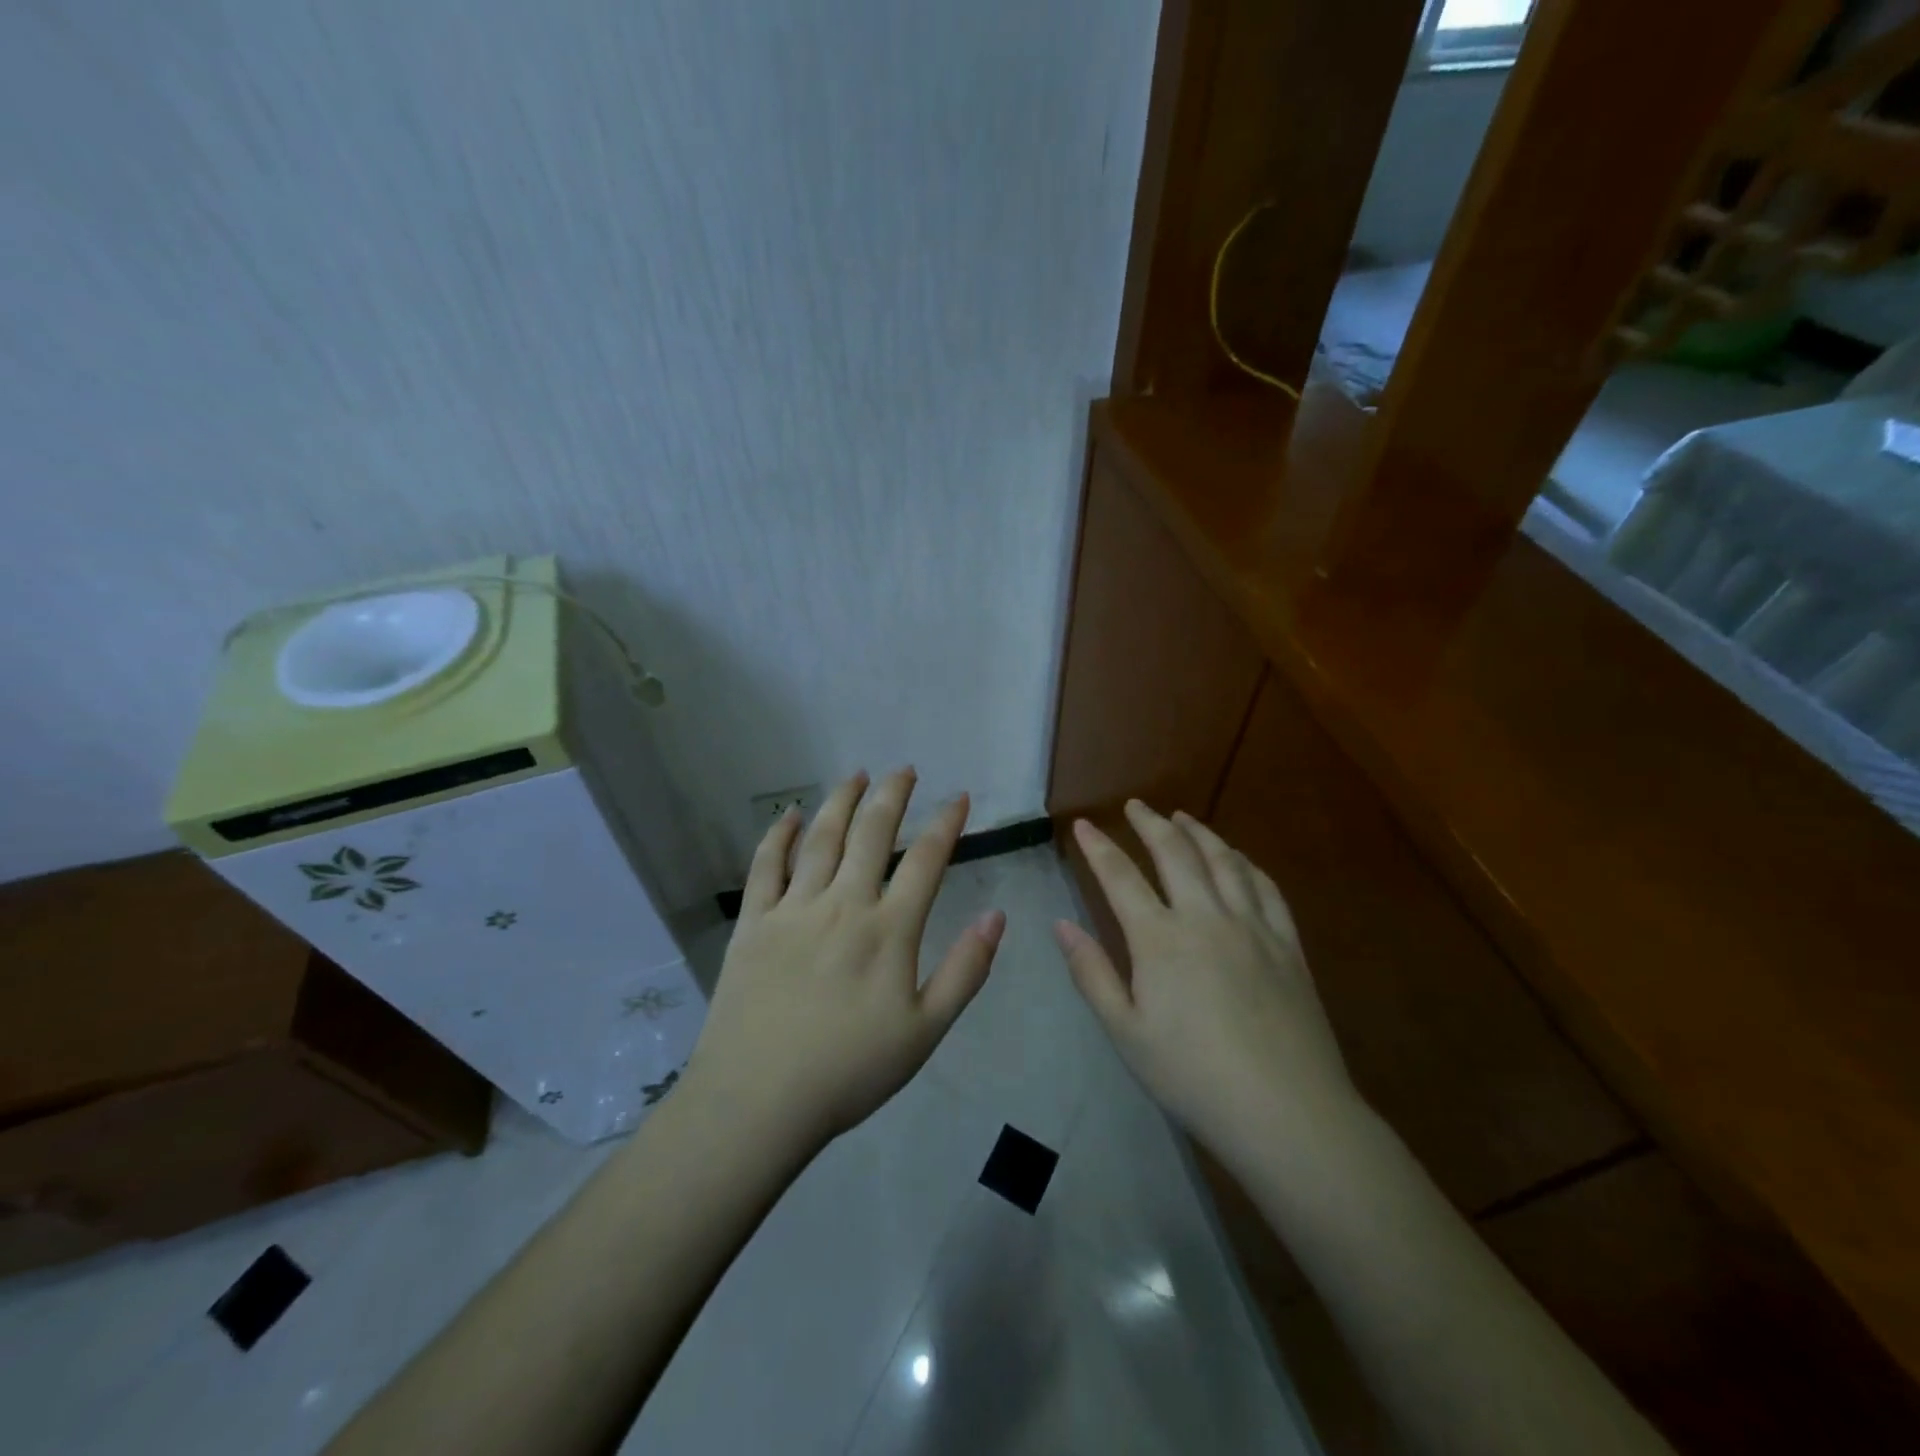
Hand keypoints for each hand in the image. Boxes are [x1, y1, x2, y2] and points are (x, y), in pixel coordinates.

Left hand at [686, 769, 1004, 1146]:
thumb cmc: (850, 1071)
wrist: (758, 1101)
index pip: (925, 861)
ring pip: (822, 839)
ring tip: (856, 774)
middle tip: (904, 769)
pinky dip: (780, 835)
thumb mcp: (925, 1031)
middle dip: (892, 796)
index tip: (959, 796)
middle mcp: (843, 905)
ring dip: (841, 801)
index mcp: (888, 930)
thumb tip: (996, 916)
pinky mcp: (753, 923)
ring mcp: (793, 909)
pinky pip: (766, 866)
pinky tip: (791, 814)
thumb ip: (965, 971)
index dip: (946, 823)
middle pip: (871, 834)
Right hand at [1054, 801, 1360, 1157]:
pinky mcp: (1288, 945)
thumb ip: (1091, 973)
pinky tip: (1238, 859)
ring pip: (1223, 861)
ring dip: (1199, 833)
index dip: (1098, 847)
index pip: (1121, 877)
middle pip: (1175, 854)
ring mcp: (1252, 927)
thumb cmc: (1192, 1076)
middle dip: (1150, 824)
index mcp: (1160, 939)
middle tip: (1135, 805)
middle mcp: (1205, 917)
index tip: (1083, 824)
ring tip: (1182, 817)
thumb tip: (1060, 924)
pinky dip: (1246, 864)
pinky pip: (1267, 888)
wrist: (1286, 1111)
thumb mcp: (1126, 1032)